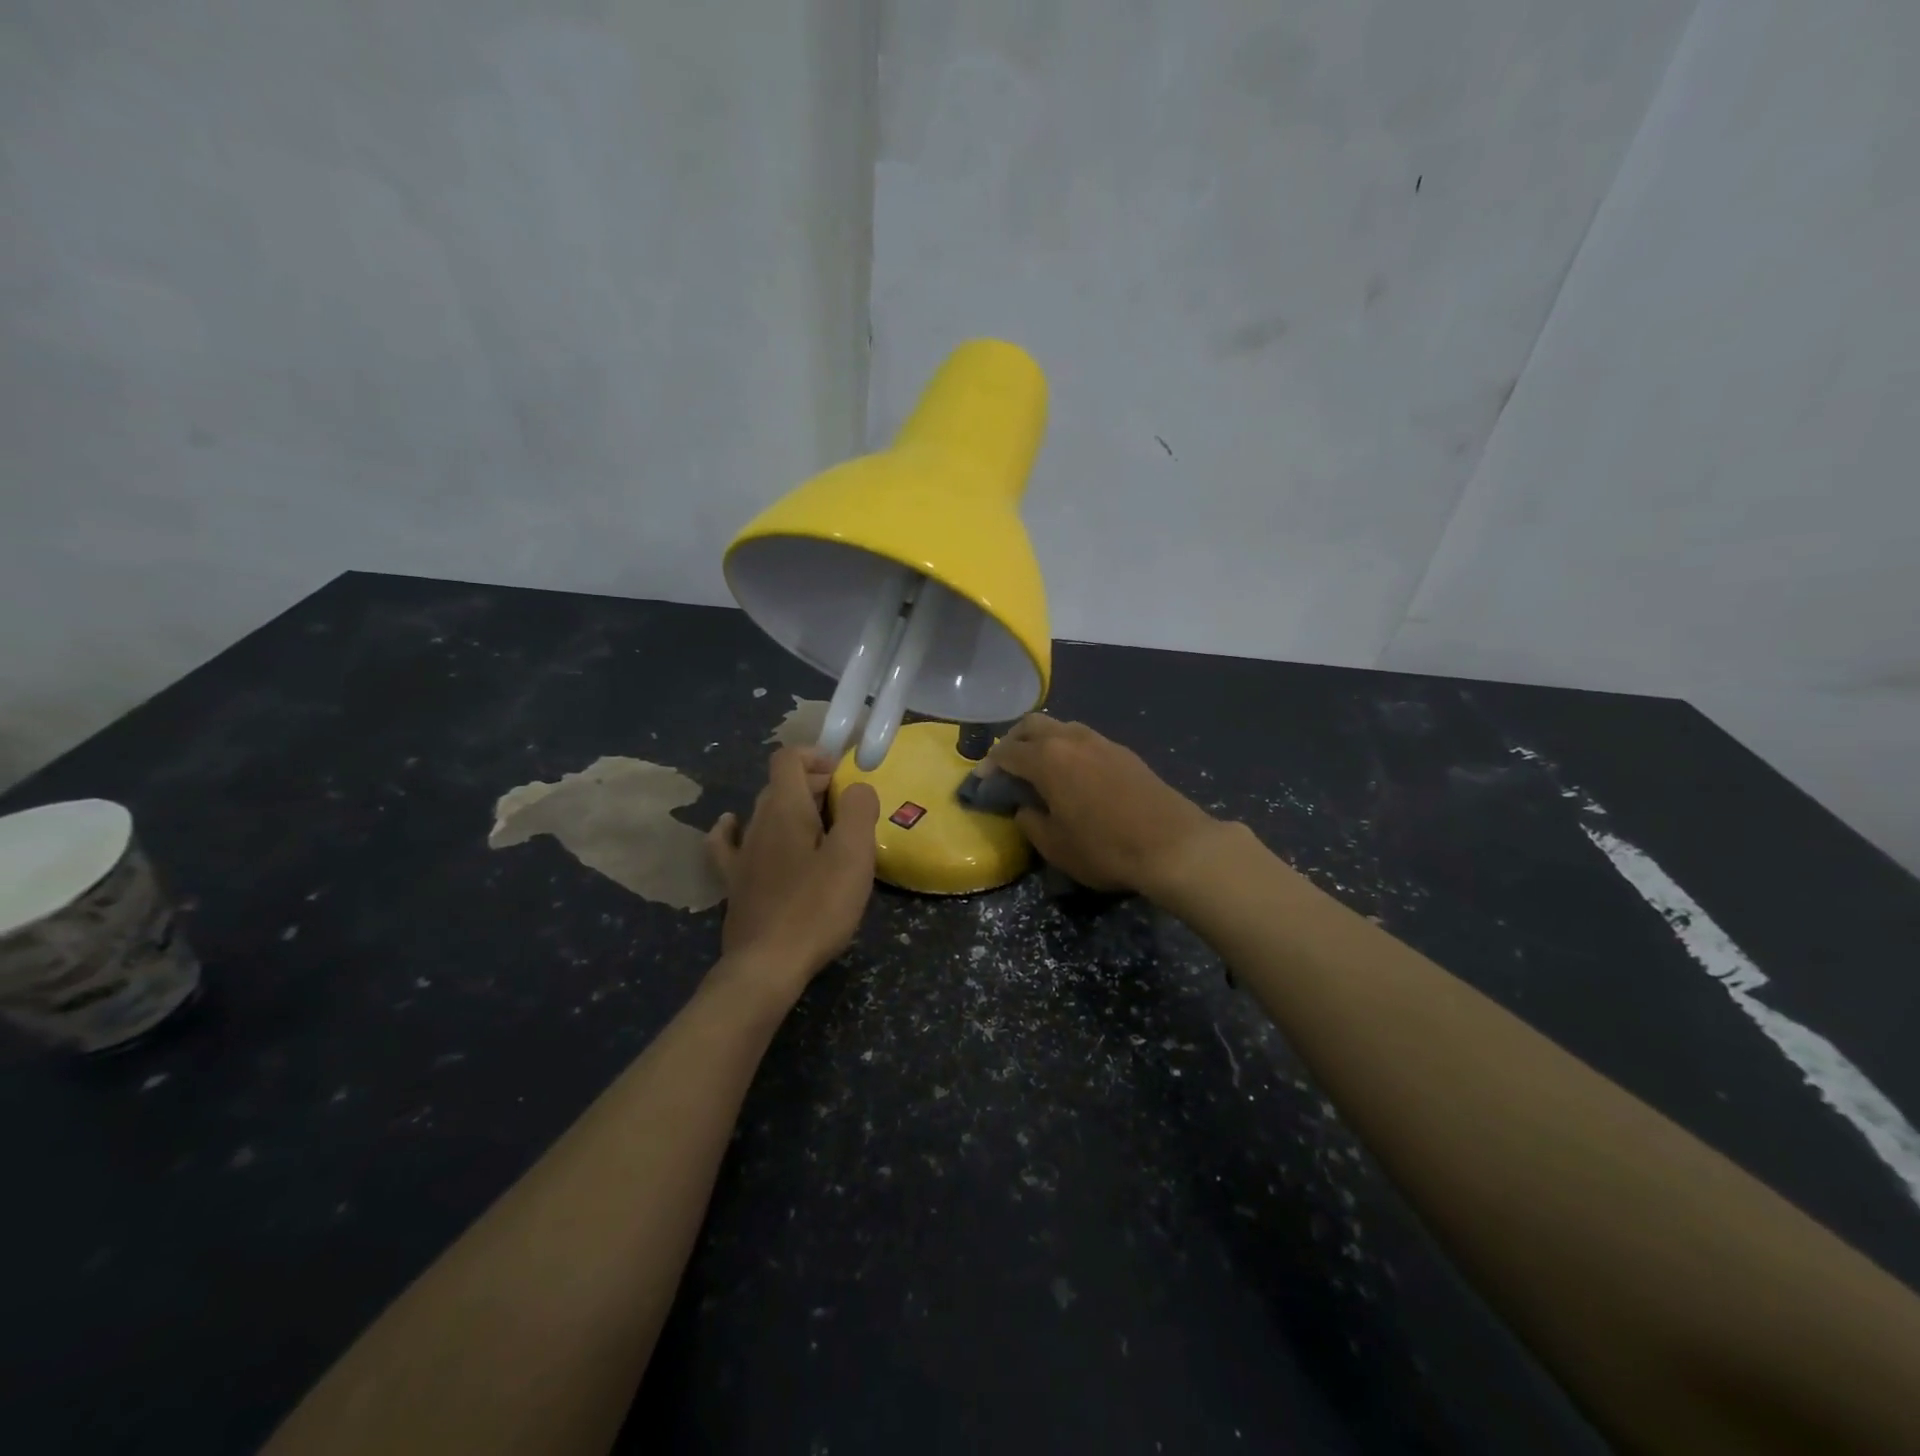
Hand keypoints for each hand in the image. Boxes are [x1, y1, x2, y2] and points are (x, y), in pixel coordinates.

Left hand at [705, 748, 880, 1003]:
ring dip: (791, 809)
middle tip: (846, 810)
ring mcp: (741, 854)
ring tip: (819, 829)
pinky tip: (735, 827)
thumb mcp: (853, 855)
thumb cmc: (817, 908)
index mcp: (786, 809)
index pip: (789, 759)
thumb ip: (859, 810)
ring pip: (763, 812)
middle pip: (781, 785)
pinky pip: (729, 841)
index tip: (843, 777)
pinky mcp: (734, 883)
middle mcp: (757, 823)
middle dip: (814, 785)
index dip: (816, 756)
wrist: (767, 966)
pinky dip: (737, 827)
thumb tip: (857, 787)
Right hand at [986, 715, 1222, 896]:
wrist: (1174, 845)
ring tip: (1039, 768)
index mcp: (1047, 759)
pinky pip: (1083, 739)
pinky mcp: (1123, 752)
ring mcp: (1101, 741)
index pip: (1006, 753)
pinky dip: (1067, 748)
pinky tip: (1072, 773)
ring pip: (1061, 727)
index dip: (988, 767)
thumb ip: (1031, 822)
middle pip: (1032, 725)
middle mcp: (1071, 740)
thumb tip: (1026, 808)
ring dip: (1042, 741)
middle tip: (1006, 767)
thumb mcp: (1055, 846)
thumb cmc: (1106, 848)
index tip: (981, 782)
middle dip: (1013, 741)